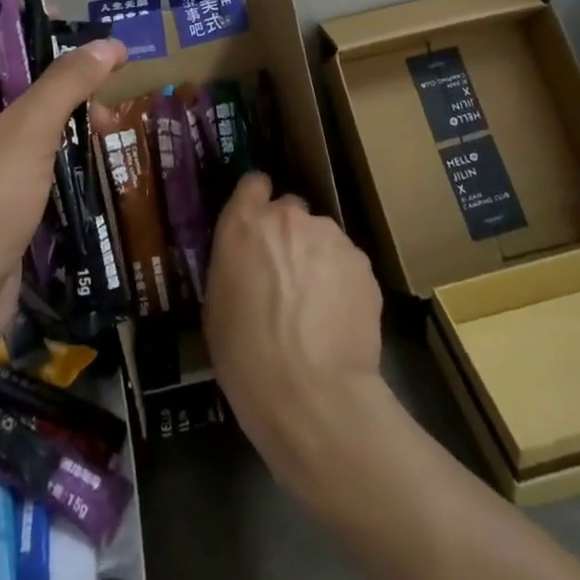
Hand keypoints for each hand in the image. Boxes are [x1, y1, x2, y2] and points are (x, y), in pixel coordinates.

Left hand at [0, 38, 125, 380]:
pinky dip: (53, 148)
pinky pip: (21, 153)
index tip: (72, 23)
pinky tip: (89, 152)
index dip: (28, 26)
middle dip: (58, 77)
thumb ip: (69, 81)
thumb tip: (110, 42)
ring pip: (20, 117)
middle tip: (104, 75)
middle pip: (9, 77)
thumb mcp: (29, 131)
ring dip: (63, 115)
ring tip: (108, 122)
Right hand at [203, 174, 386, 490]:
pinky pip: (347, 264)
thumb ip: (234, 264)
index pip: (253, 183)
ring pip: (322, 238)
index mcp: (245, 223)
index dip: (257, 201)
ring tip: (317, 307)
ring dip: (317, 259)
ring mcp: (330, 236)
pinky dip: (343, 282)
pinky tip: (339, 320)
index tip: (257, 226)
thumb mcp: (217, 306)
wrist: (312, 396)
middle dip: (288, 236)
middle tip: (286, 277)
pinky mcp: (362, 263)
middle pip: (291, 211)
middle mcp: (288, 217)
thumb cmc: (246, 357)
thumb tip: (248, 261)